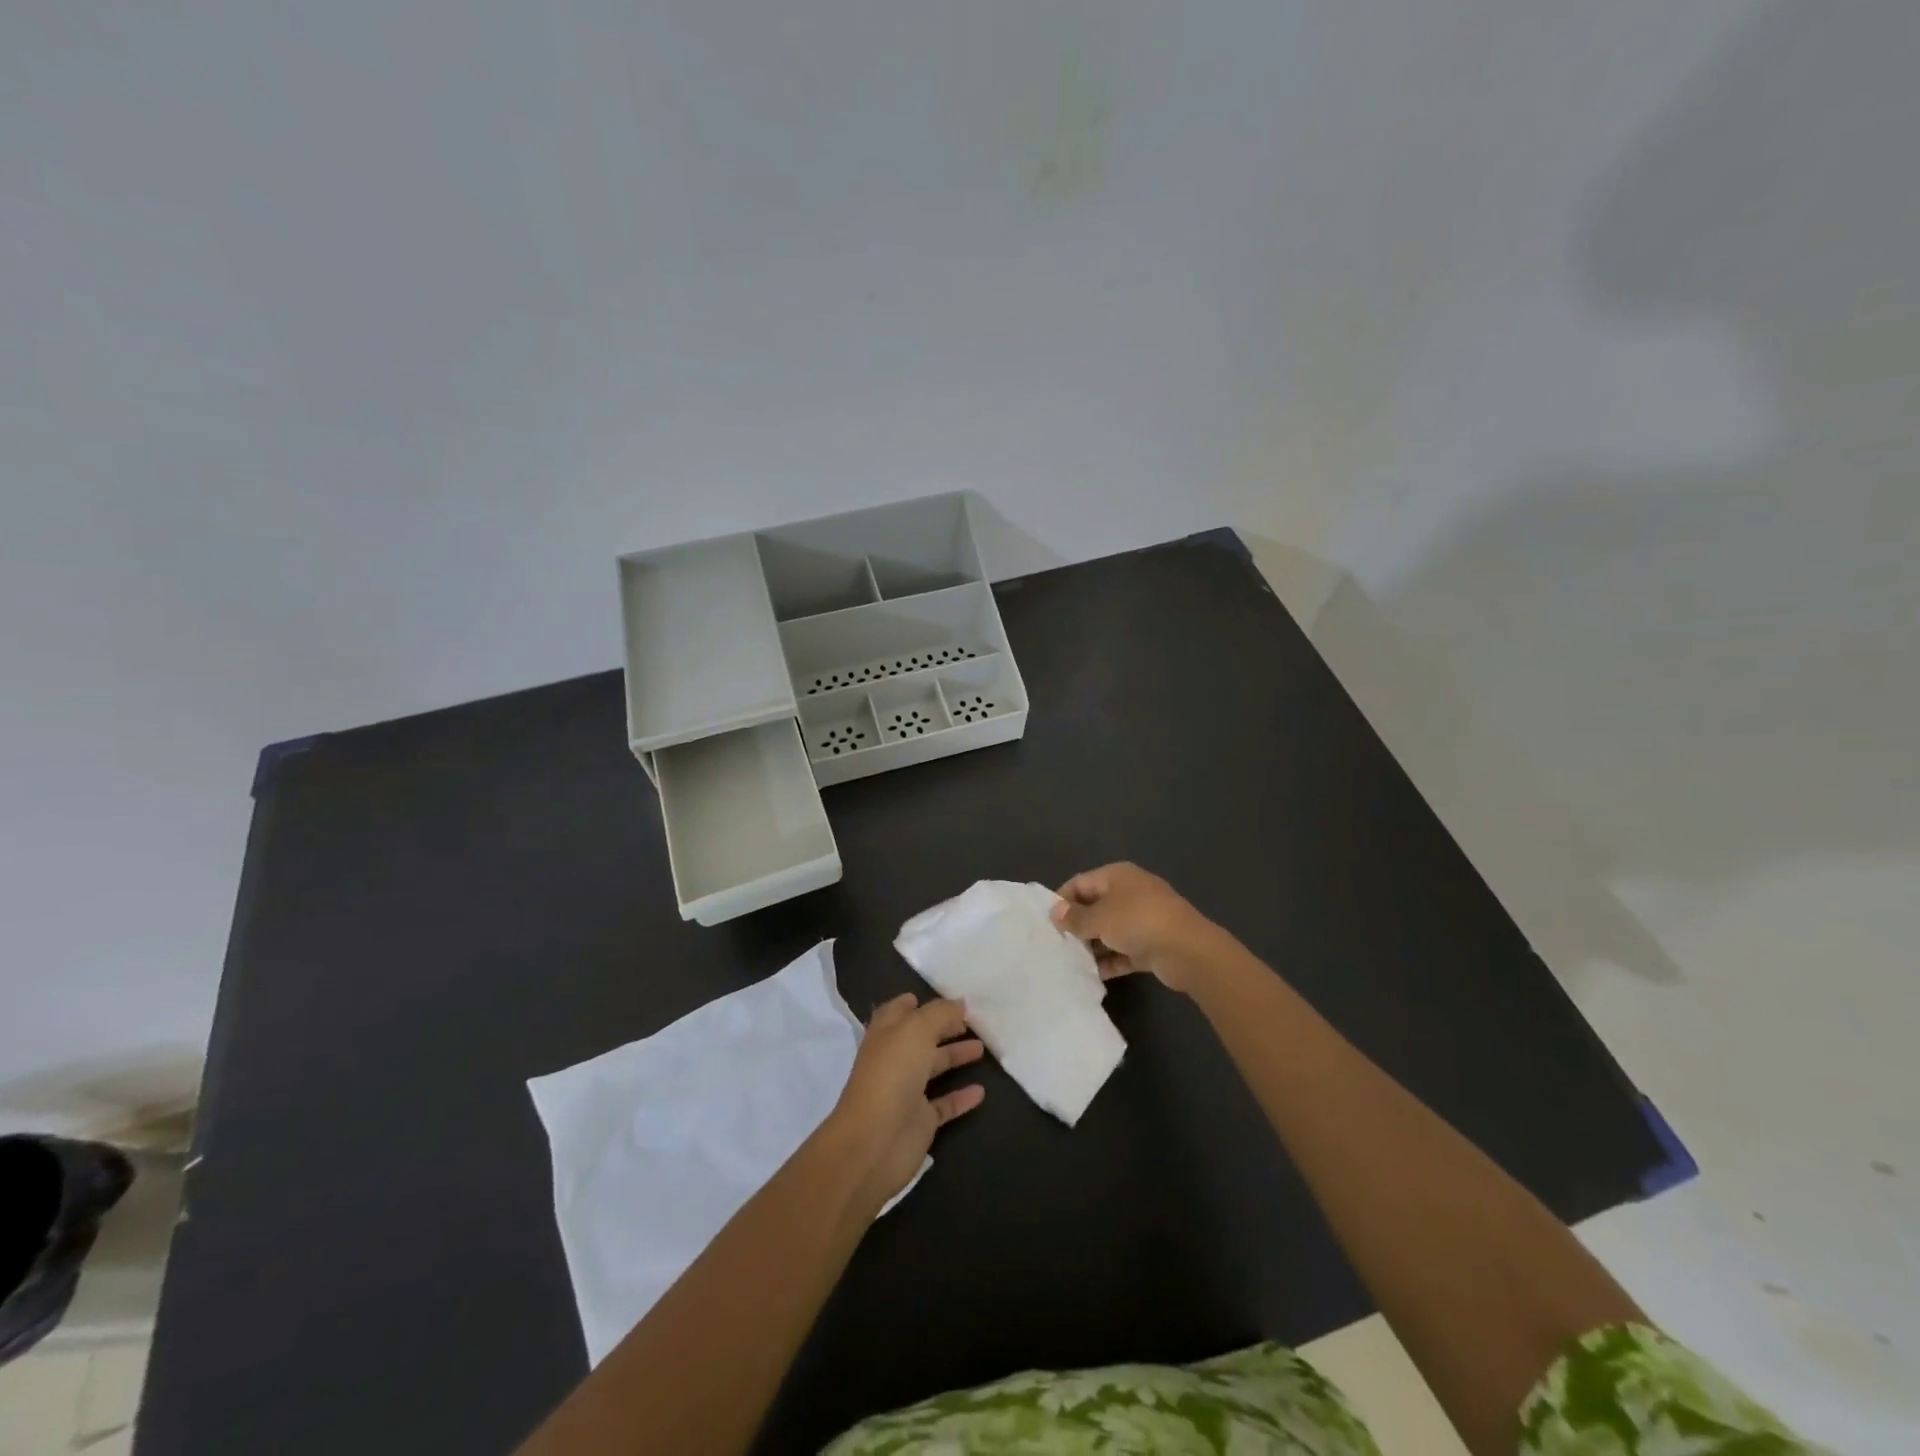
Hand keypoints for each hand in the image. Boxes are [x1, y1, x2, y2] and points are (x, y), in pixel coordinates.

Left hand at [826, 994, 984, 1210]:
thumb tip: (960, 1003)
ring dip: (955, 1056)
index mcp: (886, 1033)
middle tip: (971, 1020)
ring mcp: (906, 1091)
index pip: (898, 1011)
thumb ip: (940, 1013)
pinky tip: (981, 1091)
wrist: (874, 1142)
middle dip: (943, 1027)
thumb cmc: (892, 1074)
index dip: (914, 1003)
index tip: (940, 998)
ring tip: (982, 1047)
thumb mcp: (917, 1030)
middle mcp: (895, 1059)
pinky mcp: (920, 1121)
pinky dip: (961, 1097)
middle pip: (921, 1038)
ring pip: (933, 1068)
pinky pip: (944, 1104)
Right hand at [1051, 862, 1225, 992]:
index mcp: (1117, 876)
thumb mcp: (1100, 918)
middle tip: (1056, 944)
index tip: (1046, 922)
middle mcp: (1130, 893)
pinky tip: (1093, 975)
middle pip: (1095, 906)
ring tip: (1070, 962)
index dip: (1062, 900)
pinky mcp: (1152, 944)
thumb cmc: (1138, 922)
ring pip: (1110, 930)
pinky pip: (1124, 950)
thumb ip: (1075, 917)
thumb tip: (1055, 911)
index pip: (1080, 882)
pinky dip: (1110, 960)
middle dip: (1076, 925)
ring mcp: (1144, 919)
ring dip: (1093, 945)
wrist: (1188, 951)